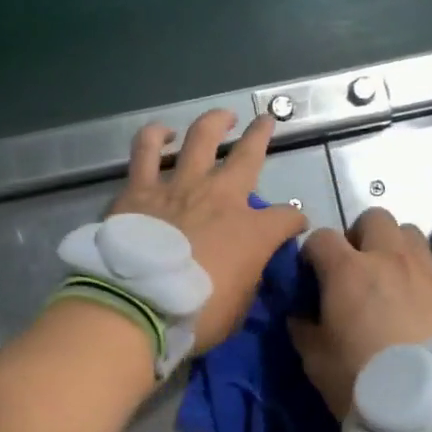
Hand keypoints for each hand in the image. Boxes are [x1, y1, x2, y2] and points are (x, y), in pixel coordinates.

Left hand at [110, 110, 306, 352]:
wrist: (137, 306)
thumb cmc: (194, 315)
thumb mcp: (238, 307)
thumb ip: (247, 278)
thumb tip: (247, 267)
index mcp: (252, 231)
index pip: (287, 217)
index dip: (294, 220)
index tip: (293, 225)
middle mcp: (221, 197)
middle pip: (249, 155)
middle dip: (262, 136)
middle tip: (266, 122)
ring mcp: (179, 186)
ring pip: (201, 138)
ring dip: (214, 123)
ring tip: (222, 116)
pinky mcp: (140, 188)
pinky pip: (145, 151)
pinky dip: (153, 138)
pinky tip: (161, 134)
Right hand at [289, 207, 431, 416]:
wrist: (429, 408)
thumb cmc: (361, 381)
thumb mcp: (315, 360)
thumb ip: (303, 328)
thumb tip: (300, 314)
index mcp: (348, 270)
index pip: (321, 237)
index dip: (312, 253)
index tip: (311, 275)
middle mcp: (389, 259)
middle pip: (374, 218)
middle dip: (359, 236)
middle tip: (354, 268)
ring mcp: (426, 272)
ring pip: (410, 234)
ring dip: (394, 248)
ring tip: (389, 279)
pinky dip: (419, 278)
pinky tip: (415, 308)